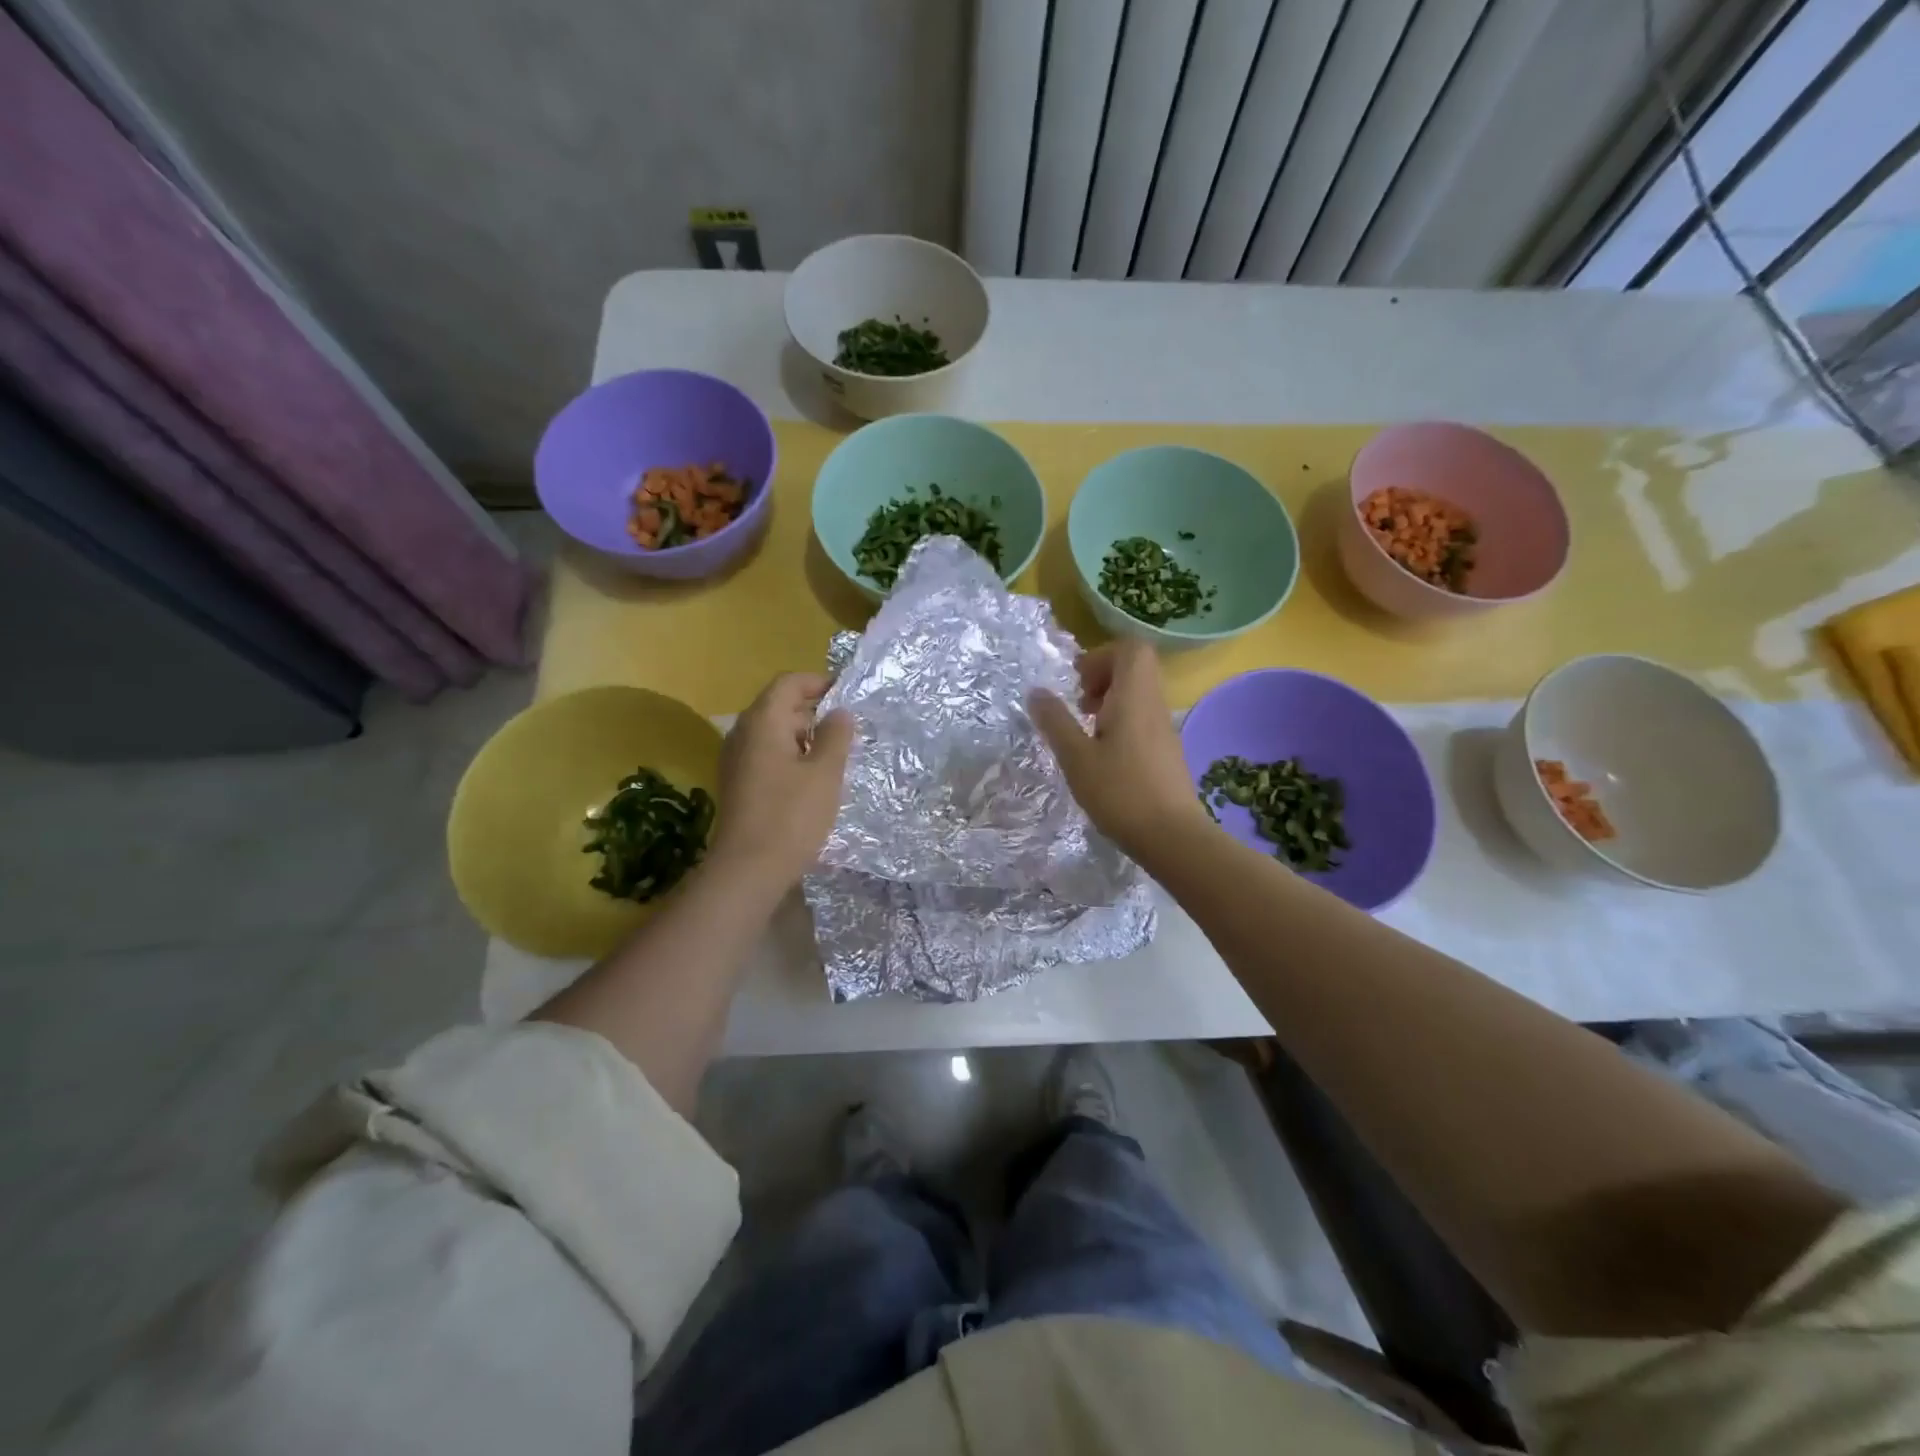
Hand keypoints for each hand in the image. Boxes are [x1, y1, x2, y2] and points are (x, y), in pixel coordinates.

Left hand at [710, 673, 855, 886]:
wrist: (748, 870)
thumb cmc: (791, 816)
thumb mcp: (825, 773)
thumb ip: (835, 736)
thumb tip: (840, 712)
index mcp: (763, 722)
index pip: (789, 682)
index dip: (819, 682)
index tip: (848, 694)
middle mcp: (743, 733)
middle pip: (779, 705)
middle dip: (814, 709)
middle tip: (848, 726)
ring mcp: (737, 760)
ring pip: (773, 732)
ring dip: (804, 735)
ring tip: (836, 752)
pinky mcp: (738, 783)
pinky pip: (767, 754)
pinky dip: (791, 755)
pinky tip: (812, 778)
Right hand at [1028, 641, 1208, 858]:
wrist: (1172, 836)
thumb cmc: (1120, 793)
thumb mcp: (1076, 758)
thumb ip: (1055, 722)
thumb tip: (1036, 692)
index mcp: (1135, 697)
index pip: (1131, 648)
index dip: (1101, 655)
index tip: (1077, 682)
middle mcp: (1154, 704)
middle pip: (1135, 666)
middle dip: (1103, 676)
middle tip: (1080, 702)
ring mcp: (1164, 727)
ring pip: (1139, 693)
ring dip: (1110, 700)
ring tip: (1086, 729)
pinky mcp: (1166, 749)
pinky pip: (1143, 716)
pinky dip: (1121, 720)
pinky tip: (1103, 754)